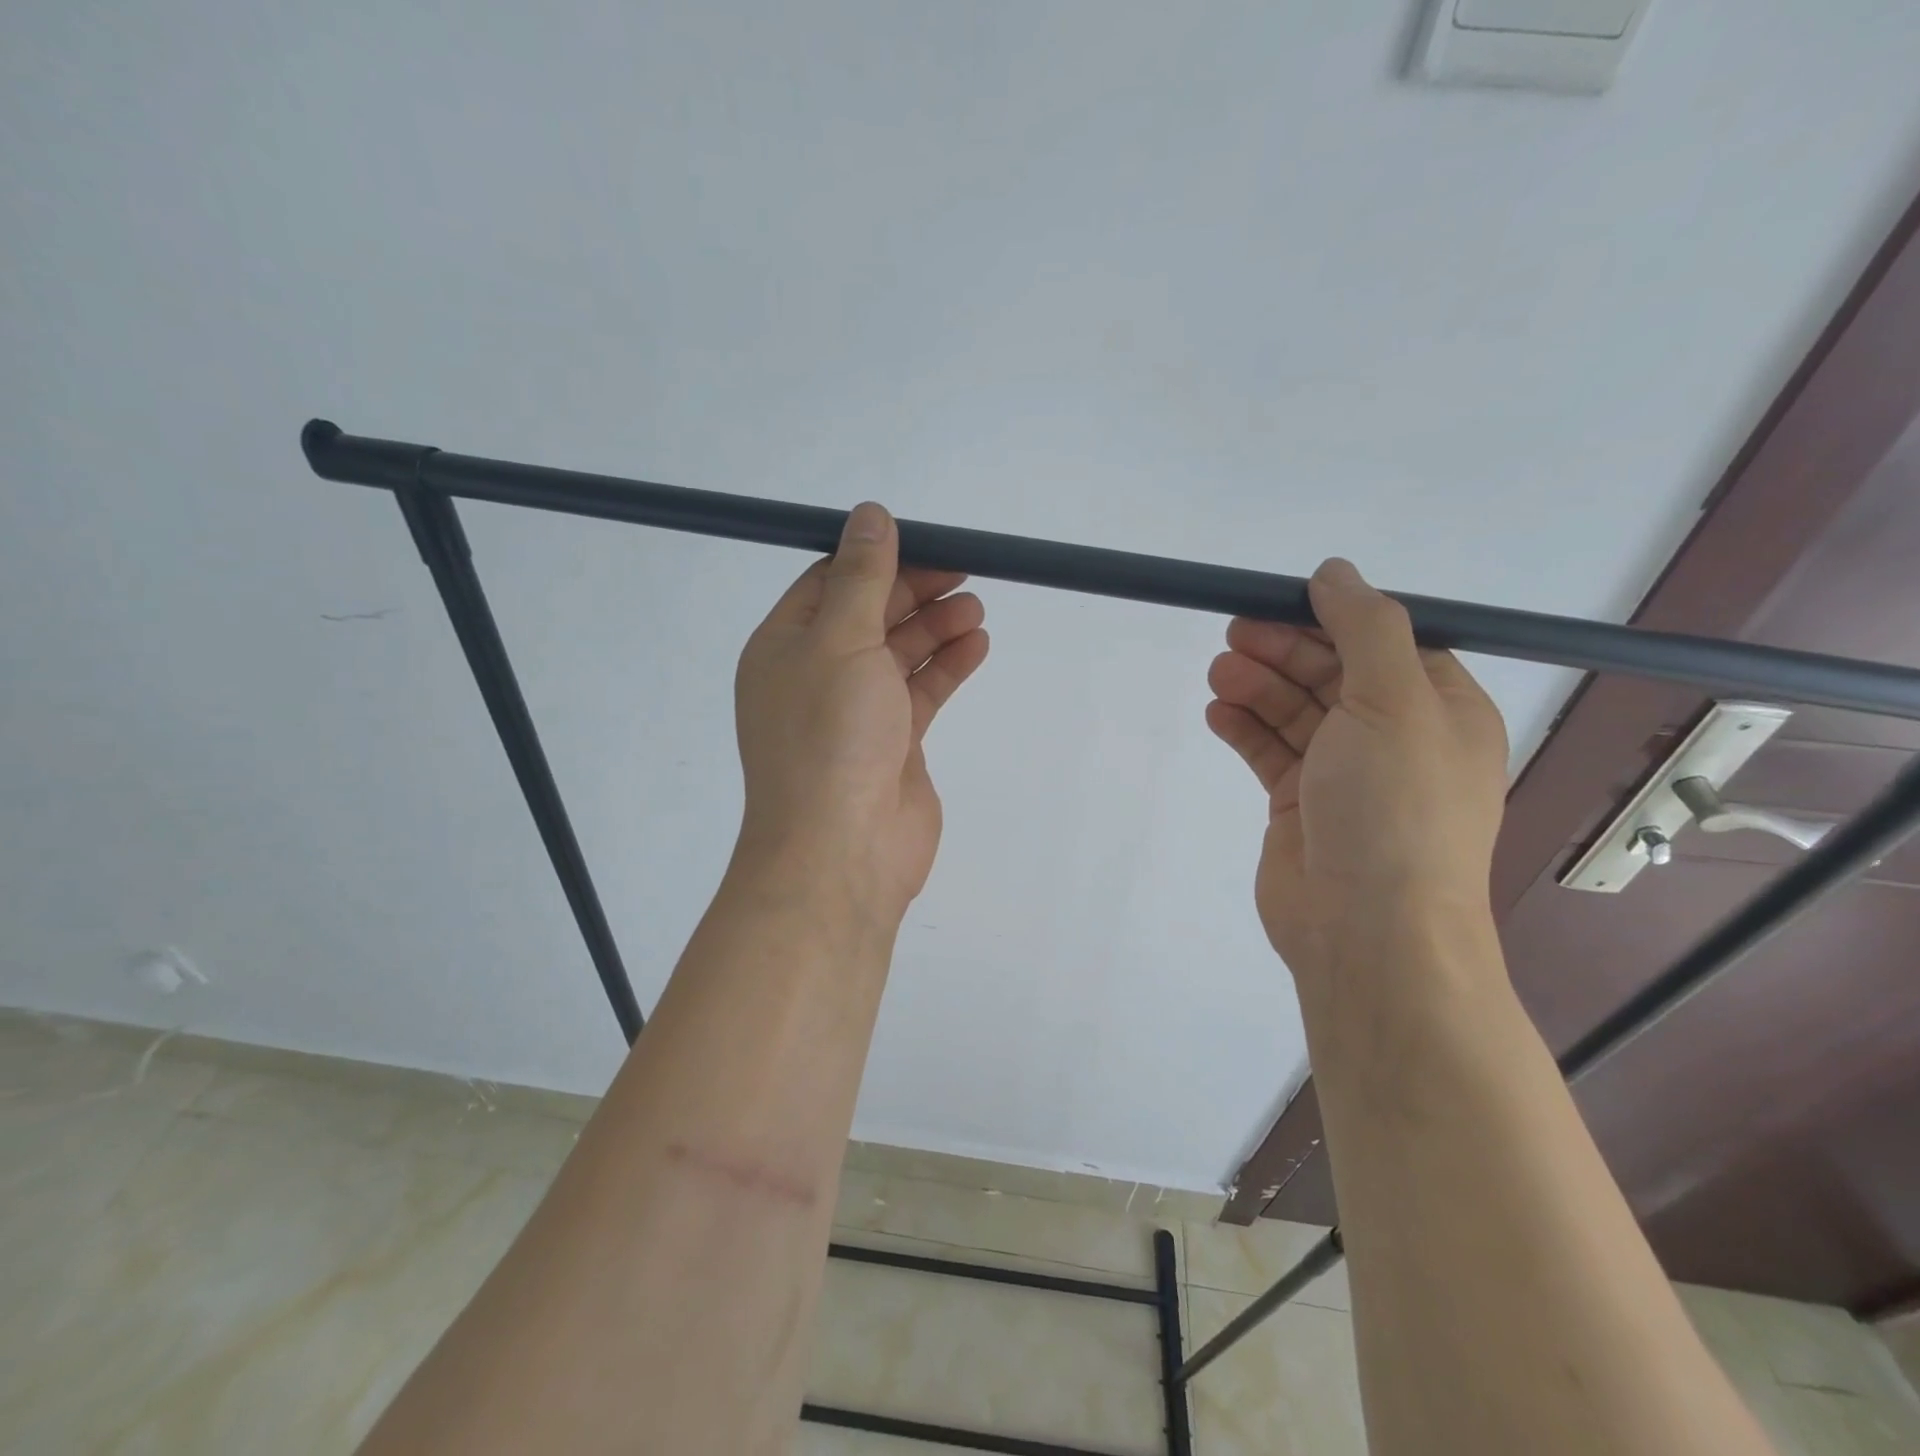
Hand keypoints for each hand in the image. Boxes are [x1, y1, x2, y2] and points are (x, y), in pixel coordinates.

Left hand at [732, 503, 988, 924]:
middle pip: (869, 615)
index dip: (876, 558)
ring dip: (936, 627)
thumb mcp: (842, 641)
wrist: (842, 850)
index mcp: (785, 646)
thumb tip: (870, 514)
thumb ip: (862, 578)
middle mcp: (816, 675)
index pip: (828, 583)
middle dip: (914, 591)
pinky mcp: (892, 743)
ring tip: (976, 608)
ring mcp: (855, 712)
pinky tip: (977, 645)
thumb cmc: (830, 736)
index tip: (925, 540)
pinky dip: (947, 667)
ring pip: (898, 654)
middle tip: (964, 571)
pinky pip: (920, 692)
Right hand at [1205, 558, 1508, 984]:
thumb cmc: (1394, 808)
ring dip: (1258, 687)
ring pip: (1296, 712)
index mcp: (1439, 710)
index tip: (1278, 602)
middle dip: (1284, 651)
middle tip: (1234, 635)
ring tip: (1219, 674)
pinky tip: (1218, 713)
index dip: (1331, 619)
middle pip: (1332, 674)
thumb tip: (1335, 571)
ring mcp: (1345, 774)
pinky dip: (1245, 729)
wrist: (1367, 928)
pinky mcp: (1300, 805)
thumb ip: (1365, 628)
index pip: (1384, 643)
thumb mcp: (1394, 702)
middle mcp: (1395, 739)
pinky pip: (1270, 752)